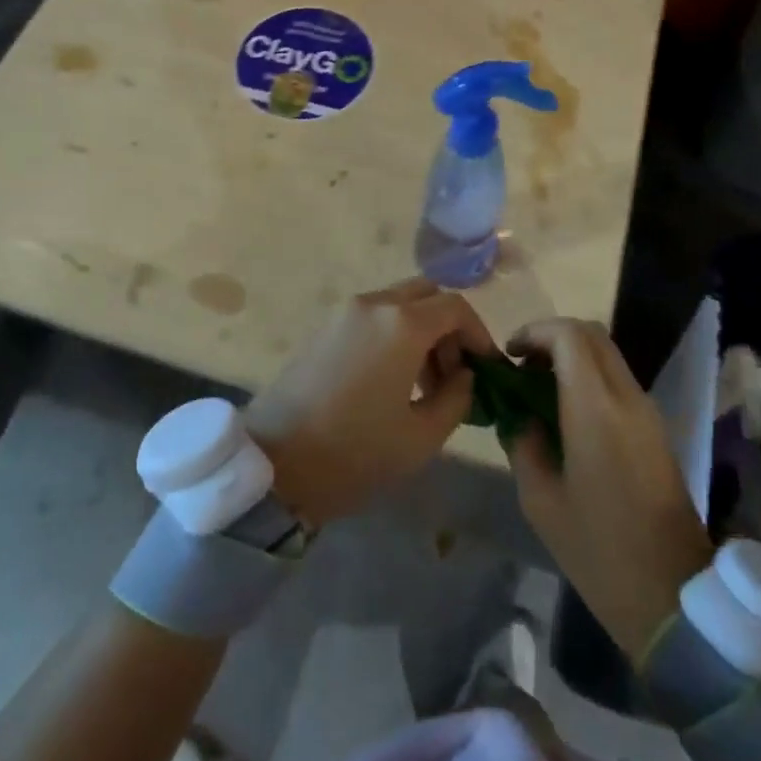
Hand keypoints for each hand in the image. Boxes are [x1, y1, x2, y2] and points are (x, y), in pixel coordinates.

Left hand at [245, 279, 495, 525]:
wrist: (274, 463)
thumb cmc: (354, 452)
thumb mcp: (421, 436)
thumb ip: (457, 398)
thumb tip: (465, 376)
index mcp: (402, 324)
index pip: (456, 307)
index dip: (479, 334)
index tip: (487, 369)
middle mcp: (374, 305)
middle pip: (426, 296)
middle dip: (449, 329)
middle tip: (454, 374)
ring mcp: (344, 313)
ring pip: (398, 304)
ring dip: (421, 332)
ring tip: (425, 385)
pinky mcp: (324, 328)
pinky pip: (372, 318)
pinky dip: (394, 335)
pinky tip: (391, 381)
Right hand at [505, 319, 714, 657]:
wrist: (673, 597)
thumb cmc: (598, 550)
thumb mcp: (540, 499)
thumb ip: (523, 443)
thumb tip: (520, 416)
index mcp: (596, 409)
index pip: (568, 336)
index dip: (534, 331)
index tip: (509, 355)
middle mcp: (627, 398)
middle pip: (592, 334)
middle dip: (552, 337)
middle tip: (522, 365)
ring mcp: (648, 412)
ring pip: (607, 355)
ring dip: (571, 356)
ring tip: (539, 388)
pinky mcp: (657, 429)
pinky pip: (618, 381)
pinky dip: (589, 377)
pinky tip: (566, 412)